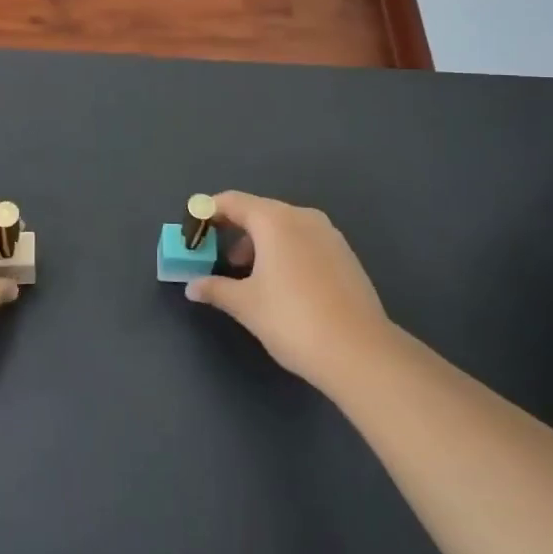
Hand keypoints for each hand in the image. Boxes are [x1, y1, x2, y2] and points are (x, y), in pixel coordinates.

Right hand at [184, 191, 391, 389]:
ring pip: (284, 227)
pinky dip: (285, 251)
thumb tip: (193, 287)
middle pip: (259, 211)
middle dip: (234, 230)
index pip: (232, 201)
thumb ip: (216, 289)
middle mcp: (302, 217)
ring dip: (260, 243)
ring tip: (248, 276)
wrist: (360, 352)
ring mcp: (328, 234)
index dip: (208, 212)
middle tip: (218, 257)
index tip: (193, 230)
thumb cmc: (292, 320)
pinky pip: (304, 241)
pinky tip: (282, 284)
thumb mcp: (246, 305)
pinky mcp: (345, 254)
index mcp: (274, 220)